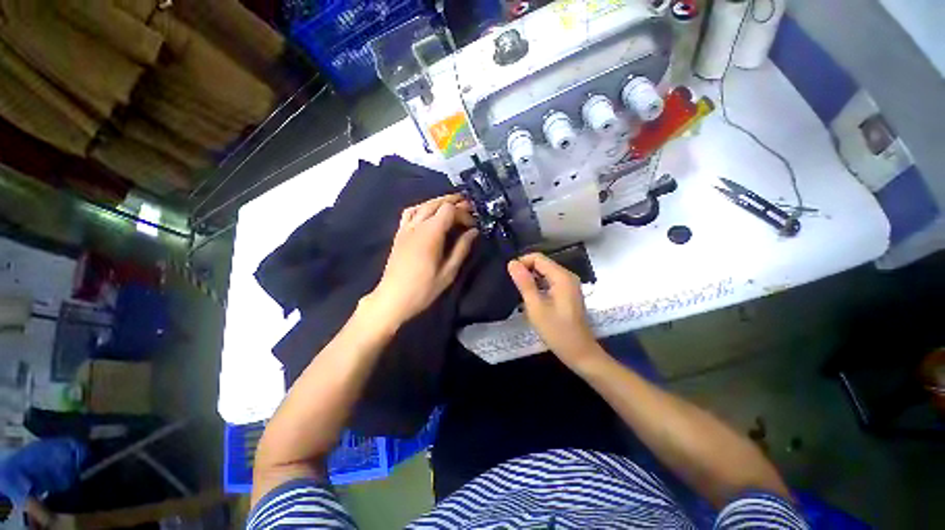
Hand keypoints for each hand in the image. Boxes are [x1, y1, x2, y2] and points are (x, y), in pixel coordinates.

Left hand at [363, 194, 477, 328]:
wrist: (393, 298)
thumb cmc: (422, 289)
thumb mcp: (448, 272)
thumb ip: (461, 249)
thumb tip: (473, 232)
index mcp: (431, 233)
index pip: (449, 210)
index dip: (464, 213)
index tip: (473, 224)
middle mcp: (417, 225)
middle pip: (436, 203)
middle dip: (453, 202)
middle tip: (468, 208)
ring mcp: (406, 228)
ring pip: (423, 205)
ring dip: (438, 202)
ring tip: (452, 207)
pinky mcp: (399, 234)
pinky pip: (409, 213)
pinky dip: (421, 208)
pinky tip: (428, 214)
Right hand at [507, 253, 600, 366]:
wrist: (579, 351)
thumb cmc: (557, 331)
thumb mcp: (536, 308)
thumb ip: (524, 284)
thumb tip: (512, 263)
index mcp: (562, 276)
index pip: (538, 258)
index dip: (522, 263)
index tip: (509, 278)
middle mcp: (568, 277)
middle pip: (543, 264)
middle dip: (527, 272)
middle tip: (512, 288)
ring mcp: (571, 286)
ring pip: (547, 275)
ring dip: (533, 281)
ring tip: (520, 296)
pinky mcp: (570, 296)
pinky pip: (552, 284)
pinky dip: (541, 288)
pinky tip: (532, 302)